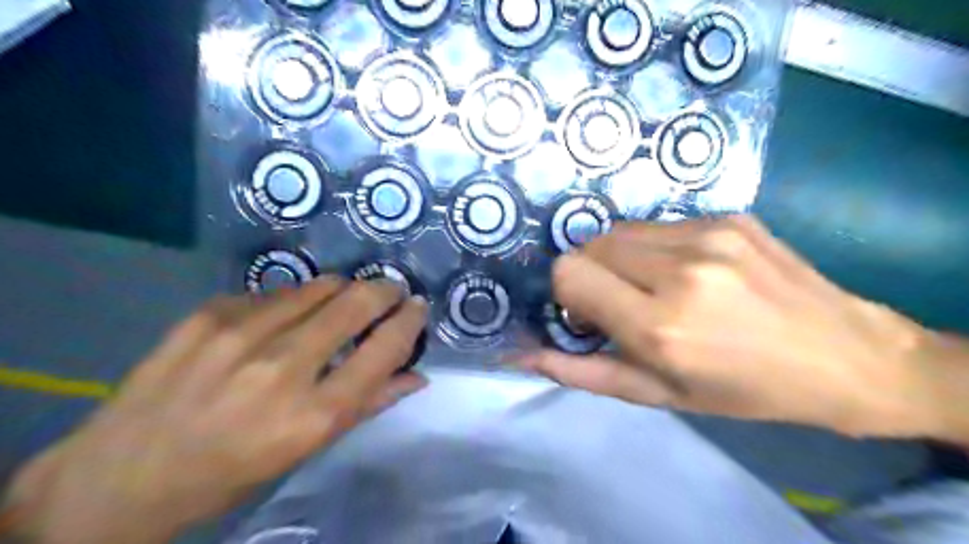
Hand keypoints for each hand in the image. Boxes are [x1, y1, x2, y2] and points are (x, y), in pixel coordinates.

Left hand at [3, 281, 427, 543]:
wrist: (120, 477)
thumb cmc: (230, 473)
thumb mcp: (306, 450)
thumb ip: (367, 405)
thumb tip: (417, 376)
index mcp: (312, 415)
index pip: (383, 349)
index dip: (409, 320)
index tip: (417, 306)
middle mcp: (281, 369)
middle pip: (355, 304)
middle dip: (384, 290)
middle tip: (391, 290)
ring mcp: (239, 336)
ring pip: (319, 287)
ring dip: (342, 289)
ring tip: (343, 299)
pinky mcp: (207, 315)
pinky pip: (274, 292)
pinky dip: (294, 299)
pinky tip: (283, 316)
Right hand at [523, 214, 946, 440]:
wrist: (842, 356)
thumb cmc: (743, 388)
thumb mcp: (657, 394)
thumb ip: (582, 371)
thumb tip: (524, 352)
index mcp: (660, 326)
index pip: (569, 273)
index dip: (567, 292)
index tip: (590, 313)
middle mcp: (680, 270)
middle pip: (589, 245)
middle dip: (591, 273)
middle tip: (621, 302)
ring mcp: (708, 234)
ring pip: (620, 230)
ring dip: (620, 258)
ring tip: (655, 285)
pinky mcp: (729, 215)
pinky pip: (658, 224)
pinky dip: (654, 247)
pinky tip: (689, 270)